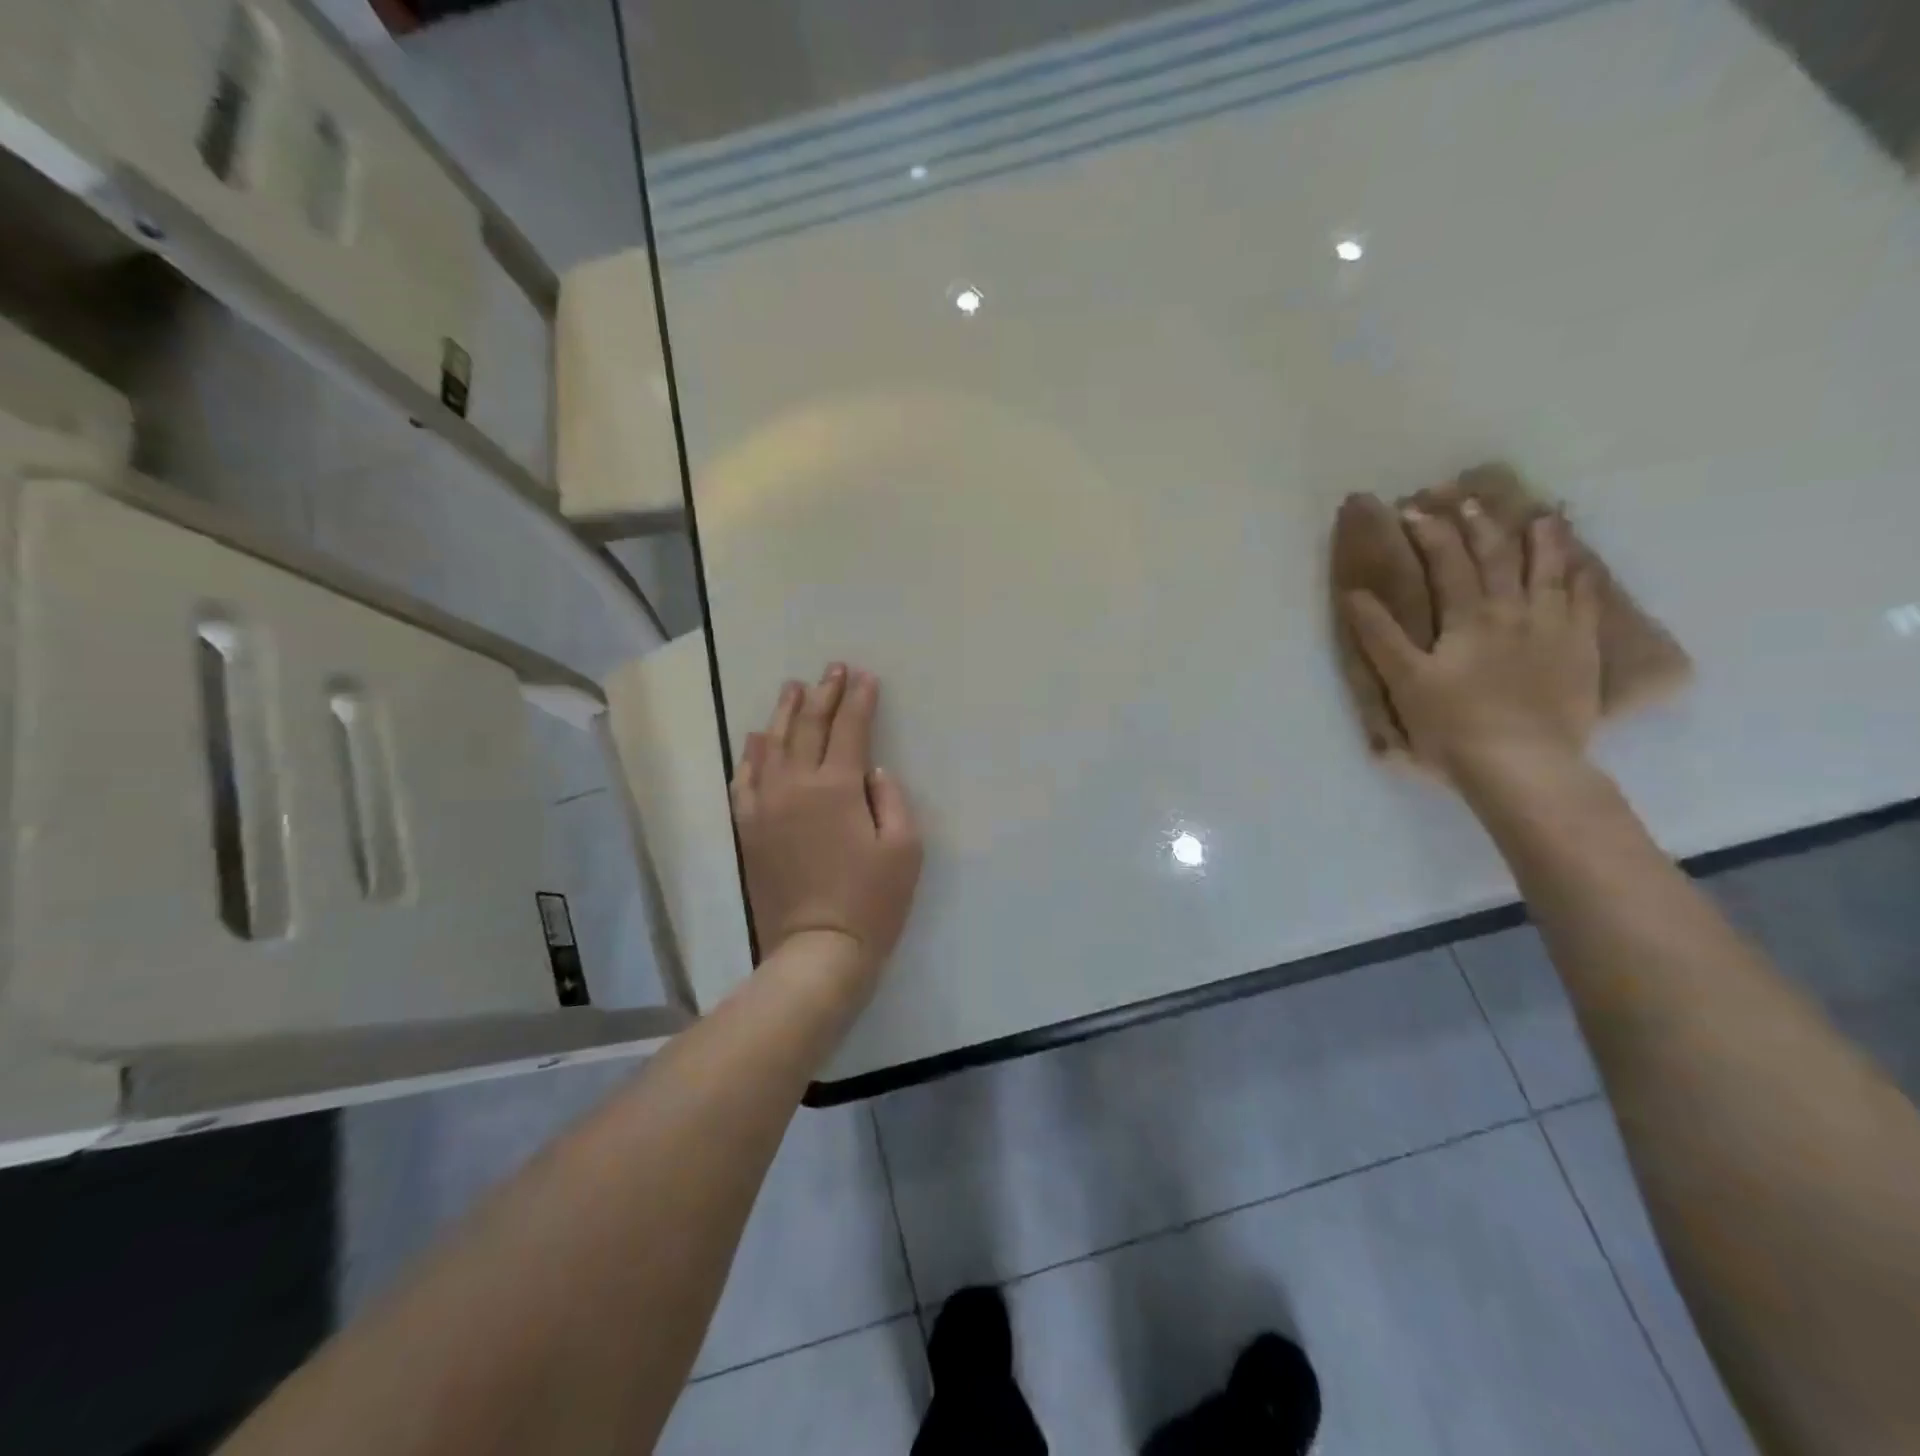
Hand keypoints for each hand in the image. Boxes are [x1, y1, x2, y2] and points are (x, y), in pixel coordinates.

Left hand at [731, 664, 922, 984]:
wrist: (817, 950)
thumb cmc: (872, 900)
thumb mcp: (905, 848)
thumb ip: (891, 798)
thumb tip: (872, 771)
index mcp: (837, 787)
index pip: (849, 728)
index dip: (858, 699)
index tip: (864, 676)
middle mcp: (795, 786)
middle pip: (807, 726)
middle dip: (823, 693)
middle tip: (832, 669)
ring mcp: (765, 806)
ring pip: (771, 745)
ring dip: (784, 712)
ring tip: (792, 688)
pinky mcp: (748, 829)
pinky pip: (745, 779)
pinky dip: (752, 754)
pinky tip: (757, 739)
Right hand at [1344, 501, 1600, 791]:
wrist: (1522, 766)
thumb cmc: (1452, 727)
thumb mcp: (1404, 682)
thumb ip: (1380, 636)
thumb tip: (1354, 595)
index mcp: (1467, 619)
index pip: (1447, 564)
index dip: (1430, 533)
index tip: (1413, 510)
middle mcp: (1512, 612)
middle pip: (1497, 558)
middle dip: (1480, 526)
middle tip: (1469, 501)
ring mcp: (1553, 629)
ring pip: (1549, 571)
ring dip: (1542, 540)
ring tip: (1541, 515)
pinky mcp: (1580, 651)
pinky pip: (1586, 604)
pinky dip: (1582, 578)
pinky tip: (1583, 566)